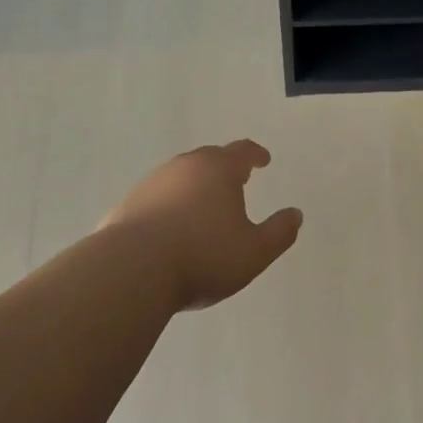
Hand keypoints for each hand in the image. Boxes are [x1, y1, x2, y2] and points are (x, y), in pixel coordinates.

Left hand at [102, 140, 300, 311]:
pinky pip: (155, 199)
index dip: (255, 154)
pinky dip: (167, 206)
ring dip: (194, 186)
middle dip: (224, 167)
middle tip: (235, 180)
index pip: (242, 151)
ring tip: (202, 206)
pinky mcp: (126, 205)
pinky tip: (168, 228)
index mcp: (219, 170)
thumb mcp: (254, 252)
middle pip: (209, 158)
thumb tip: (295, 214)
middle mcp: (185, 166)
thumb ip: (279, 232)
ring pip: (179, 176)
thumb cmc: (202, 256)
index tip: (263, 159)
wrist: (131, 270)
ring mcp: (152, 183)